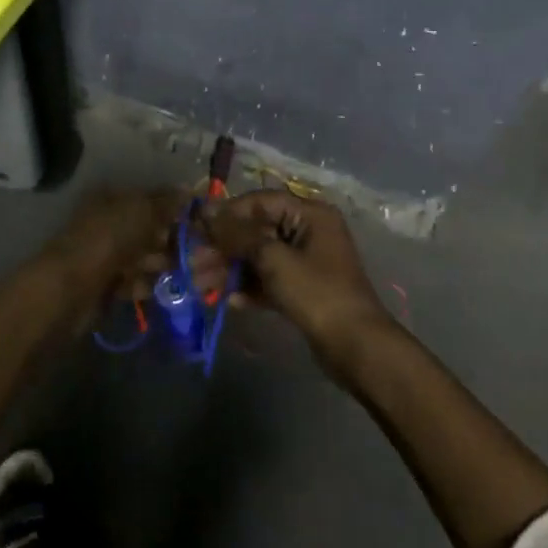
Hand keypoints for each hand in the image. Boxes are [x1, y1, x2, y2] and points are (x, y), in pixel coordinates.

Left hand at [46, 188, 187, 307]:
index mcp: (111, 198)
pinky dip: (148, 284)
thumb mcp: (141, 211)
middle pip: (148, 229)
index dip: (175, 208)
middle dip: (173, 240)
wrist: (73, 288)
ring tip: (188, 272)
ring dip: (164, 264)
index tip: (201, 221)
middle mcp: (108, 222)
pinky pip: (134, 280)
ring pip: (144, 256)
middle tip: (201, 252)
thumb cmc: (108, 239)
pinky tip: (166, 287)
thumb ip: (166, 201)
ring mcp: (106, 255)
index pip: (150, 198)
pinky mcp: (106, 284)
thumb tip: (187, 188)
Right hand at [201, 191, 395, 377]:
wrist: (355, 346)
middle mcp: (308, 231)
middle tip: (193, 263)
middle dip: (224, 247)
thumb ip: (238, 234)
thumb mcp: (274, 259)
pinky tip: (227, 301)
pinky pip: (268, 280)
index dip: (227, 213)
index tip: (197, 228)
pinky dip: (248, 288)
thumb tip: (205, 211)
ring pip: (259, 257)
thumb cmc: (316, 293)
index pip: (259, 202)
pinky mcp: (302, 289)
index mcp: (309, 214)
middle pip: (257, 231)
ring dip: (230, 270)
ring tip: (200, 285)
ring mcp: (306, 262)